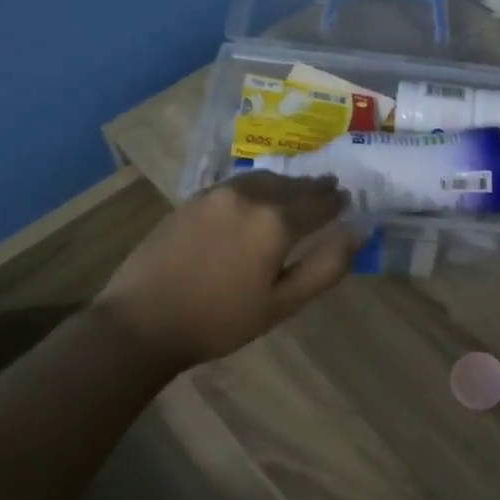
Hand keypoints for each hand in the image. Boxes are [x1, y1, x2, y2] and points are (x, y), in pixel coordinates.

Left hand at [95, 173, 359, 367]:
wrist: (142, 321)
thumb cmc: (219, 320)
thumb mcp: (282, 304)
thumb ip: (325, 266)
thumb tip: (358, 232)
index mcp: (276, 221)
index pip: (319, 202)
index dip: (337, 202)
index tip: (347, 199)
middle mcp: (249, 196)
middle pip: (291, 186)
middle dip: (313, 188)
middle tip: (330, 190)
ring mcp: (216, 193)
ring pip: (263, 179)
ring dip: (284, 184)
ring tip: (296, 192)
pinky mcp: (192, 199)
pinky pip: (237, 185)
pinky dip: (256, 187)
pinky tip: (256, 199)